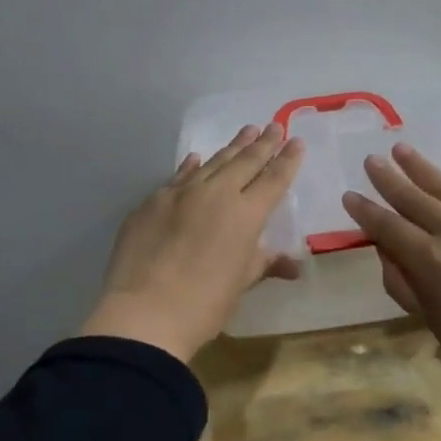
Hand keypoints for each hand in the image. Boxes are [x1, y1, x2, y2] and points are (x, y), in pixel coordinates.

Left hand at [80, 124, 305, 361]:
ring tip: (247, 131)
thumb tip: (293, 264)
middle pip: (245, 162)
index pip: (274, 179)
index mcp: (246, 214)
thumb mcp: (241, 283)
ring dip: (232, 147)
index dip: (287, 160)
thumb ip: (265, 263)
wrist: (145, 313)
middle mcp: (216, 193)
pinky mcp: (152, 202)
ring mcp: (181, 194)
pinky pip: (178, 177)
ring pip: (212, 162)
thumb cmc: (204, 304)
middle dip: (263, 144)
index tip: (296, 142)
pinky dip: (191, 166)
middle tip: (274, 126)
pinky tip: (196, 158)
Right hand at [342, 142, 440, 400]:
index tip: (349, 195)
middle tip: (371, 160)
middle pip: (414, 198)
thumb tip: (386, 249)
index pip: (388, 227)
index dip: (366, 211)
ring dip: (422, 168)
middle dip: (389, 179)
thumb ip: (403, 282)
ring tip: (402, 149)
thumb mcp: (431, 321)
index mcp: (431, 260)